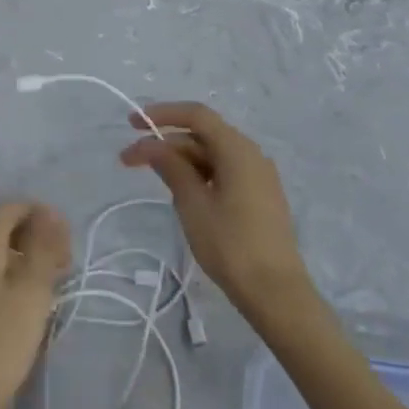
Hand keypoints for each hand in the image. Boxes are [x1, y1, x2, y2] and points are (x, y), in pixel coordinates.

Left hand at [0, 202, 70, 408]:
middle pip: (3, 230)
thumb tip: (49, 213)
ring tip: (55, 284)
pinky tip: (33, 305)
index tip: (66, 236)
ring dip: (29, 260)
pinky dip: (17, 280)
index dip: (39, 213)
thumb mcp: (31, 291)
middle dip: (36, 236)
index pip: (9, 209)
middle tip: (65, 262)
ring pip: (0, 256)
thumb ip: (42, 247)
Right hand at [119, 103, 314, 325]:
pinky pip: (224, 172)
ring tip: (153, 177)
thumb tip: (152, 145)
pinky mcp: (259, 196)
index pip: (196, 115)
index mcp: (237, 149)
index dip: (162, 114)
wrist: (277, 294)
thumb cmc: (231, 245)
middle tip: (130, 160)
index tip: (132, 124)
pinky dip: (199, 174)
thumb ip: (171, 167)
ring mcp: (258, 176)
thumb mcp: (193, 204)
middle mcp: (251, 154)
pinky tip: (181, 192)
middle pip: (202, 135)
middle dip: (165, 142)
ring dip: (180, 160)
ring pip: (212, 155)